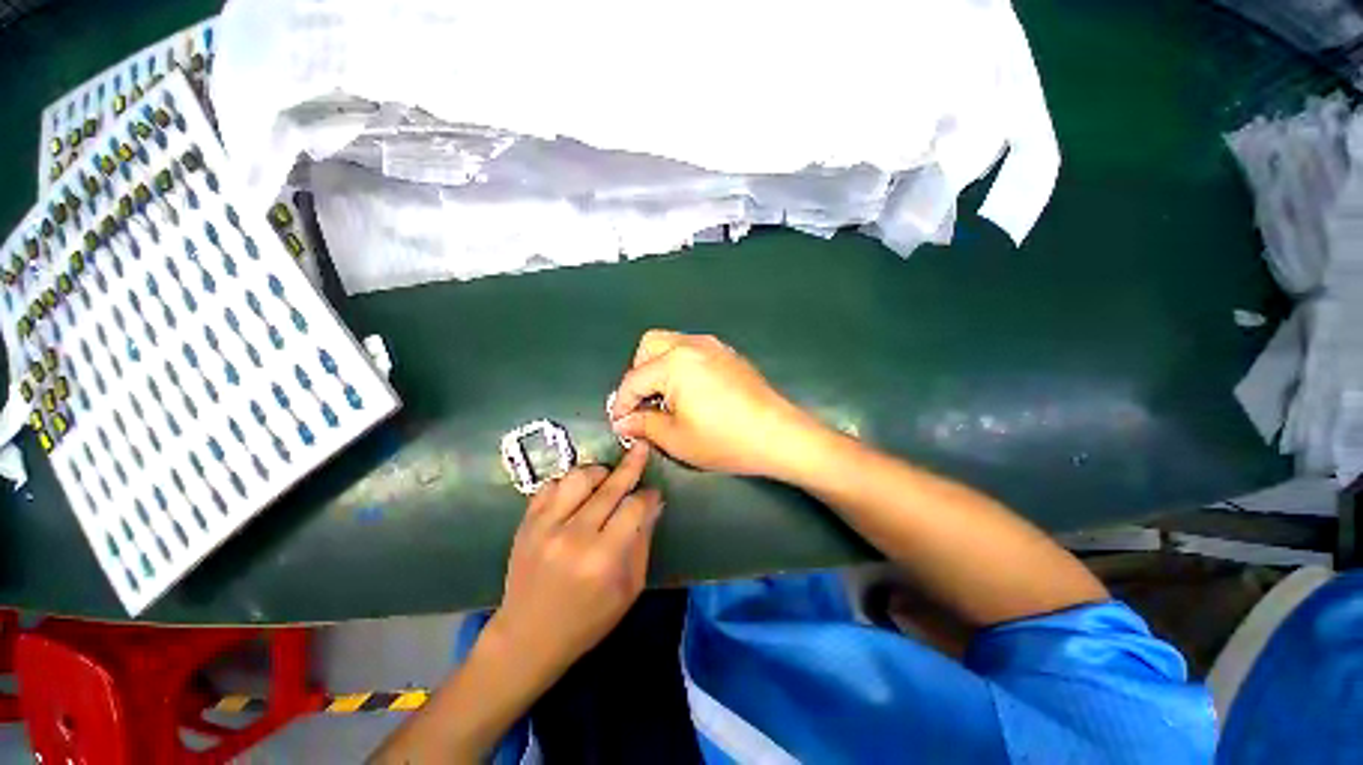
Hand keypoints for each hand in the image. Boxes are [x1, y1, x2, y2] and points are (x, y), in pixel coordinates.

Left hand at [489, 444, 662, 681]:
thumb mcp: (628, 589)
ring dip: (599, 472)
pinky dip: (569, 482)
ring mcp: (545, 526)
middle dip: (631, 465)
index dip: (648, 496)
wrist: (526, 637)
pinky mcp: (526, 523)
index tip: (654, 493)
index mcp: (602, 558)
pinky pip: (552, 485)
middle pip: (610, 487)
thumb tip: (653, 503)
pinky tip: (578, 492)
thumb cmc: (587, 619)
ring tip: (607, 478)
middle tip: (642, 448)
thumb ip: (643, 542)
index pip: (633, 508)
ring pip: (578, 477)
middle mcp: (573, 536)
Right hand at [608, 330, 820, 477]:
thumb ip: (644, 425)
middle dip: (638, 374)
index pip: (634, 379)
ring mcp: (713, 346)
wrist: (778, 434)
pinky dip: (680, 365)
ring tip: (665, 398)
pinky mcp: (728, 354)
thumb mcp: (677, 439)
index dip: (621, 402)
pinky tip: (690, 392)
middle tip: (643, 403)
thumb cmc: (724, 439)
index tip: (619, 422)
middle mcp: (691, 345)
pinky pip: (692, 350)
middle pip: (649, 346)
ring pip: (671, 344)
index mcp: (674, 363)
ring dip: (658, 367)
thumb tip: (624, 422)